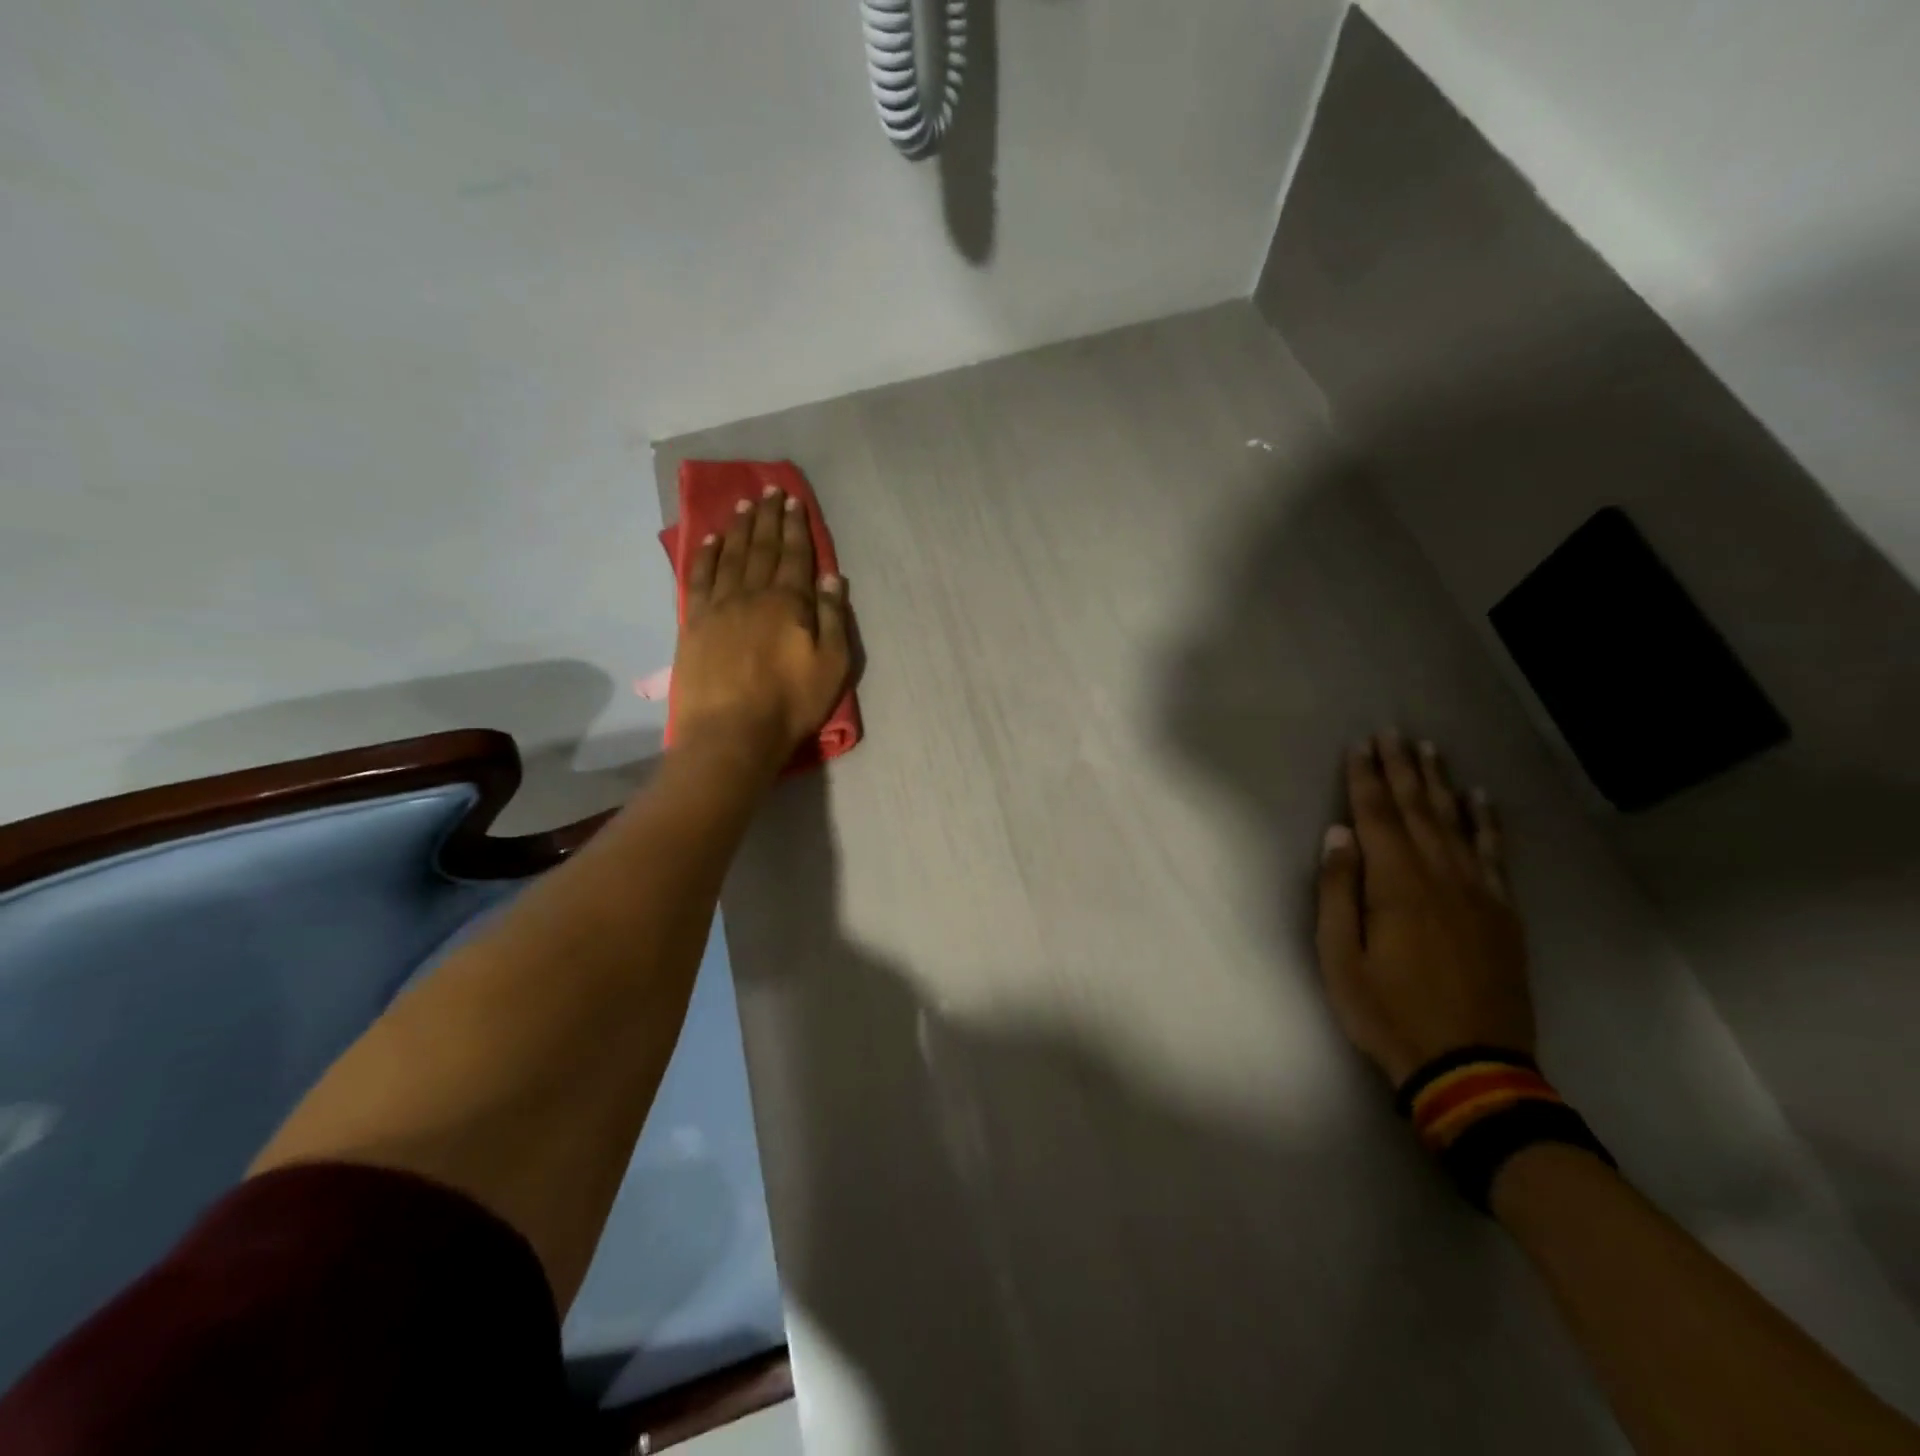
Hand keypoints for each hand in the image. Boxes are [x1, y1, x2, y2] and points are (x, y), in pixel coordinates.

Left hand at [674, 485, 852, 769]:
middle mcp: (752, 594)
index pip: (795, 556)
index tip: (794, 501)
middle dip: (768, 517)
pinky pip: (699, 579)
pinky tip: (709, 540)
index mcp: (788, 603)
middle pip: (761, 547)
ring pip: (730, 556)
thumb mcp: (832, 665)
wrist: (731, 733)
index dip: (796, 527)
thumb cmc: (790, 703)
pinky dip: (705, 556)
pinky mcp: (694, 623)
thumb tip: (832, 577)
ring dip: (738, 528)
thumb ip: (832, 618)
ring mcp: (719, 606)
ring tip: (743, 504)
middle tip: (769, 490)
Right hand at [1315, 733, 1533, 1087]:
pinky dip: (1488, 823)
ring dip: (1440, 784)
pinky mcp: (1503, 913)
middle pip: (1417, 810)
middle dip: (1401, 769)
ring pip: (1456, 824)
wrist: (1470, 1068)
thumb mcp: (1340, 958)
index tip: (1360, 745)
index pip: (1376, 817)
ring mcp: (1479, 893)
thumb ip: (1339, 892)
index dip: (1365, 779)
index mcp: (1396, 886)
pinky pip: (1496, 856)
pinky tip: (1481, 799)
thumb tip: (1339, 835)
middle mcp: (1440, 877)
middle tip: (1393, 733)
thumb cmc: (1388, 1012)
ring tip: (1430, 750)